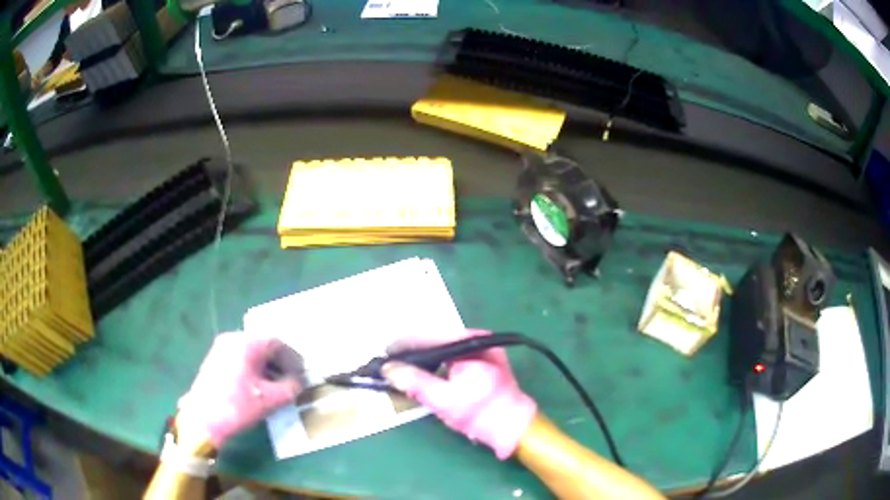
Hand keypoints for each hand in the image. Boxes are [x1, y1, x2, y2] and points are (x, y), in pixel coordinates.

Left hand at [176, 332, 300, 448]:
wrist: (203, 419)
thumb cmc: (237, 406)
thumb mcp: (270, 400)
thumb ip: (290, 387)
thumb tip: (299, 382)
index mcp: (246, 343)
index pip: (277, 342)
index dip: (293, 358)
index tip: (303, 374)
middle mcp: (232, 339)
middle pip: (263, 345)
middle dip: (280, 363)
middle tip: (293, 380)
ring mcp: (221, 349)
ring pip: (252, 353)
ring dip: (267, 367)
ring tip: (279, 386)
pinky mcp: (215, 360)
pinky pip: (241, 359)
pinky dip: (254, 370)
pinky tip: (261, 387)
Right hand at [383, 329, 536, 459]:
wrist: (512, 428)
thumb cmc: (480, 414)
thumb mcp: (443, 399)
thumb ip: (415, 382)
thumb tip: (388, 368)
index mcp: (471, 342)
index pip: (430, 336)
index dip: (405, 344)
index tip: (384, 353)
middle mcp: (479, 339)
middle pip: (437, 340)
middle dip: (414, 351)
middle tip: (391, 362)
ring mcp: (483, 349)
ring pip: (444, 349)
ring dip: (425, 358)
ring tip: (403, 367)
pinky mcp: (485, 361)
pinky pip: (453, 357)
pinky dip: (438, 364)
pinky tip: (424, 372)